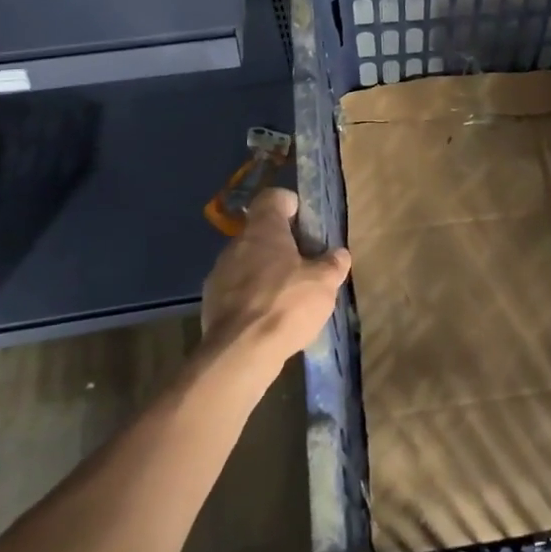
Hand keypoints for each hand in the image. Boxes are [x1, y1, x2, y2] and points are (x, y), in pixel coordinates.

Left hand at [199, 187, 350, 372]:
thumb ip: (333, 264)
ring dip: (265, 271)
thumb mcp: (324, 283)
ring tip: (287, 294)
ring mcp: (219, 273)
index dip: (289, 204)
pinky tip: (268, 317)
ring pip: (246, 261)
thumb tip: (339, 254)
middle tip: (304, 263)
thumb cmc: (286, 305)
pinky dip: (252, 296)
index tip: (303, 220)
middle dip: (280, 244)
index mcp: (263, 230)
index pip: (272, 198)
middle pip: (260, 232)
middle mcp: (236, 244)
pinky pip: (236, 289)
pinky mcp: (211, 302)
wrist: (240, 353)